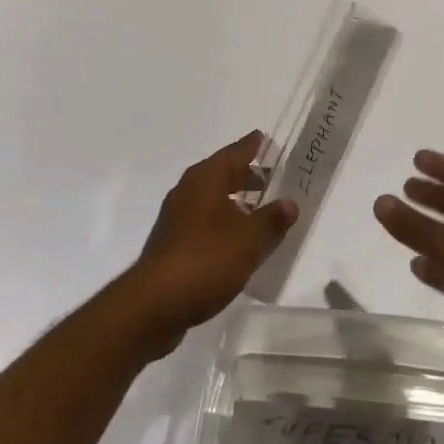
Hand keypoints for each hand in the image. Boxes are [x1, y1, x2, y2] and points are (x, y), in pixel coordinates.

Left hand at [123, 132, 298, 359]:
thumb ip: (272, 220)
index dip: (252, 146)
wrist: (154, 305)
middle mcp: (188, 190)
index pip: (234, 152)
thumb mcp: (249, 240)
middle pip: (221, 174)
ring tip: (260, 211)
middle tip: (271, 178)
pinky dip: (223, 222)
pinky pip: (204, 221)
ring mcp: (177, 217)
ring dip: (235, 201)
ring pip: (212, 198)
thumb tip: (290, 202)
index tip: (265, 138)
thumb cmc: (205, 260)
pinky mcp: (172, 243)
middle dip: (246, 175)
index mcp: (206, 179)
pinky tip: (237, 241)